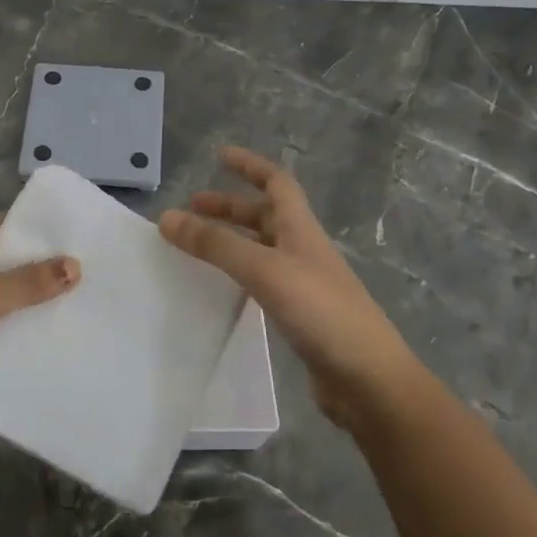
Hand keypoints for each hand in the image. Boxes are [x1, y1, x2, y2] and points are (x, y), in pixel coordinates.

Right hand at [161, 146, 420, 426]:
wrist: (369, 380)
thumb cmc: (322, 312)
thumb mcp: (265, 270)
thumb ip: (216, 245)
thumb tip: (167, 217)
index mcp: (300, 229)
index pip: (276, 183)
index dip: (250, 165)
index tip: (219, 155)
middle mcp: (303, 250)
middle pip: (265, 215)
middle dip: (229, 207)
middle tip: (192, 210)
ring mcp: (303, 284)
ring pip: (261, 249)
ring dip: (231, 241)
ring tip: (197, 247)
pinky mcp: (299, 315)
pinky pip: (261, 282)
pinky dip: (238, 275)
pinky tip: (220, 288)